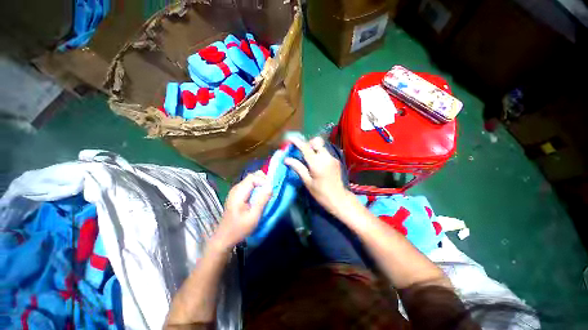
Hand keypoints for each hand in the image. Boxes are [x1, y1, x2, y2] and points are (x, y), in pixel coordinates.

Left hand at [212, 171, 271, 250]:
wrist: (225, 237)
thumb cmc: (239, 228)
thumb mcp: (253, 216)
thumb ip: (262, 200)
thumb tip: (270, 187)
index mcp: (239, 192)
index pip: (253, 177)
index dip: (263, 180)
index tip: (270, 190)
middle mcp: (236, 188)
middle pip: (252, 176)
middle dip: (263, 180)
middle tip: (271, 190)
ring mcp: (236, 190)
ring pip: (251, 179)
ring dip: (261, 183)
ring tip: (267, 193)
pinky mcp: (237, 194)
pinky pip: (249, 185)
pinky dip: (257, 187)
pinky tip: (260, 195)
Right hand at [284, 137, 350, 214]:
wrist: (339, 199)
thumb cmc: (321, 193)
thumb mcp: (307, 182)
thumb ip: (298, 168)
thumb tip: (287, 159)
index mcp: (317, 163)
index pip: (306, 147)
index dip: (297, 141)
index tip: (290, 138)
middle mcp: (326, 157)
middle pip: (316, 141)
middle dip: (308, 143)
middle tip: (302, 152)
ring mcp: (332, 158)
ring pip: (322, 146)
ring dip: (314, 148)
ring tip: (309, 158)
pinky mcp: (336, 160)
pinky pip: (325, 152)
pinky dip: (319, 153)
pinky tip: (317, 163)